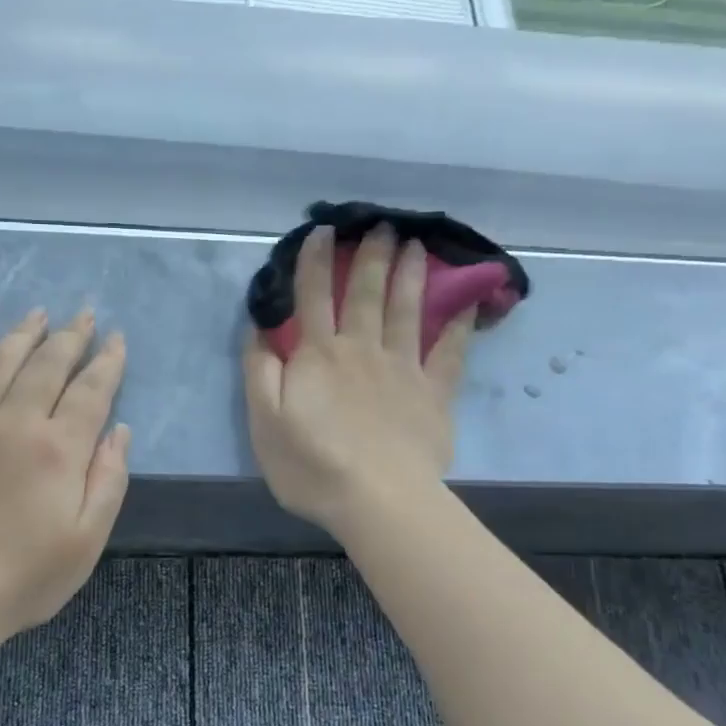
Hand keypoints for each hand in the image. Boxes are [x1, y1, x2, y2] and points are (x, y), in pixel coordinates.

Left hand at [0, 310, 129, 645]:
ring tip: (38, 314)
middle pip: (47, 363)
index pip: (91, 389)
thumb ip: (108, 480)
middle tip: (85, 315)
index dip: (108, 362)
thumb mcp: (87, 539)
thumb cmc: (24, 576)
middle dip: (71, 335)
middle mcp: (14, 421)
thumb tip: (118, 431)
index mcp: (58, 448)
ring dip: (22, 333)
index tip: (117, 340)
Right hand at [243, 224, 473, 538]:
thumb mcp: (264, 423)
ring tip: (417, 245)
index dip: (316, 262)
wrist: (379, 501)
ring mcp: (403, 369)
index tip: (323, 231)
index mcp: (319, 356)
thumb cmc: (313, 466)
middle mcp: (362, 350)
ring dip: (411, 275)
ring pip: (407, 311)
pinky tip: (466, 304)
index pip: (314, 297)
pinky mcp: (434, 394)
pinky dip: (458, 326)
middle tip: (382, 224)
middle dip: (372, 256)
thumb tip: (259, 330)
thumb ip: (259, 373)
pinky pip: (449, 352)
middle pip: (367, 294)